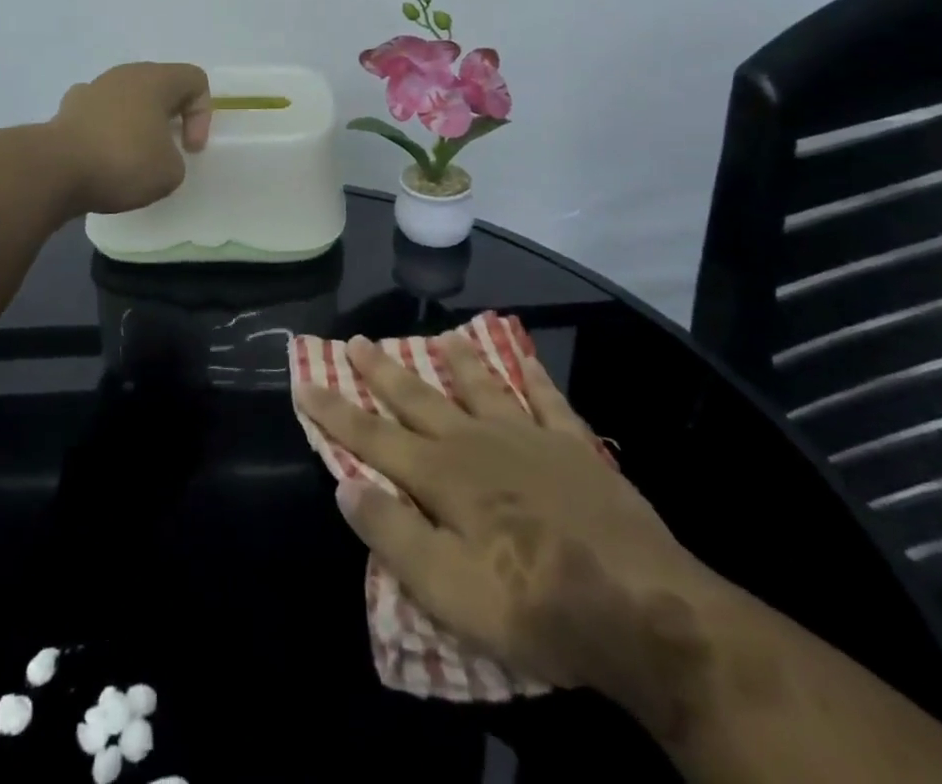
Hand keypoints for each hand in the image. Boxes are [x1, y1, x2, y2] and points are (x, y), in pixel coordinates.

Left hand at [49, 62, 211, 214]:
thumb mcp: (170, 171)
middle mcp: (124, 74)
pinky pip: (98, 113)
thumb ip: (174, 158)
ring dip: (136, 121)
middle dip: (169, 115)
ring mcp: (92, 88)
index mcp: (156, 79)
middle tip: (168, 149)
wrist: (55, 170)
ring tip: (133, 156)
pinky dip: (106, 130)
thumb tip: (153, 153)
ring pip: (127, 97)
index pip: (195, 80)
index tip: (190, 148)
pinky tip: (101, 155)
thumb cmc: (123, 162)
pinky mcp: (67, 109)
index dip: (202, 114)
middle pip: (159, 84)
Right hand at [298, 333, 724, 735]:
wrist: (637, 606)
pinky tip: (524, 358)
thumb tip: (345, 485)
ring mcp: (528, 437)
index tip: (304, 380)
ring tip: (441, 336)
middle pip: (419, 400)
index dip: (335, 411)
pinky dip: (532, 375)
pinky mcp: (574, 447)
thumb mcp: (447, 588)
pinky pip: (547, 400)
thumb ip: (393, 533)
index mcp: (442, 476)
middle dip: (383, 372)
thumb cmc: (532, 604)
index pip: (373, 437)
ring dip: (457, 361)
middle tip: (358, 339)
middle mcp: (476, 442)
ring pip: (481, 387)